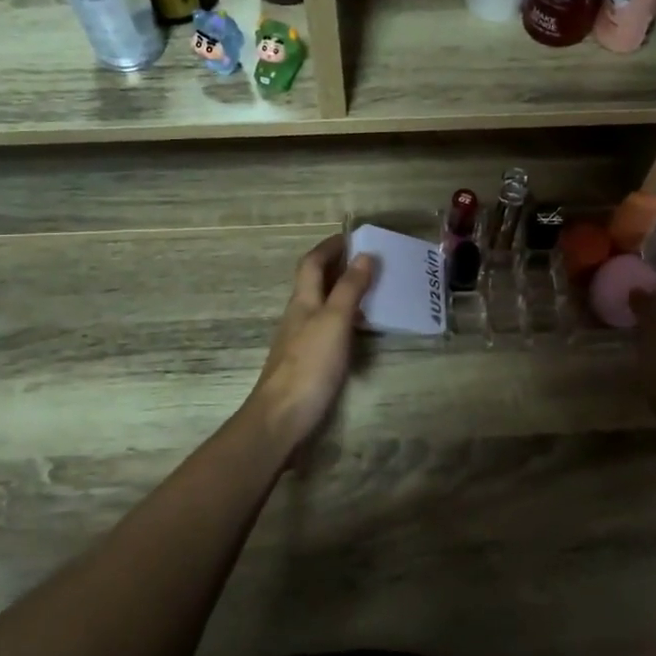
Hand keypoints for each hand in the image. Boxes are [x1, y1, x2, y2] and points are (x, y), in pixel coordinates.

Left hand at [245, 234, 375, 453]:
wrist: (282, 419)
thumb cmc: (309, 365)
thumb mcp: (334, 321)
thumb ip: (350, 289)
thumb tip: (365, 254)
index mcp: (303, 301)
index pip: (312, 263)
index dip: (329, 247)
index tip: (352, 236)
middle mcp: (299, 316)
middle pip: (315, 283)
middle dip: (338, 267)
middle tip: (369, 261)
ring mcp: (301, 341)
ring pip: (322, 306)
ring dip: (343, 294)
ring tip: (373, 292)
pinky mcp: (307, 363)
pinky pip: (328, 330)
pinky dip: (345, 320)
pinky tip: (360, 332)